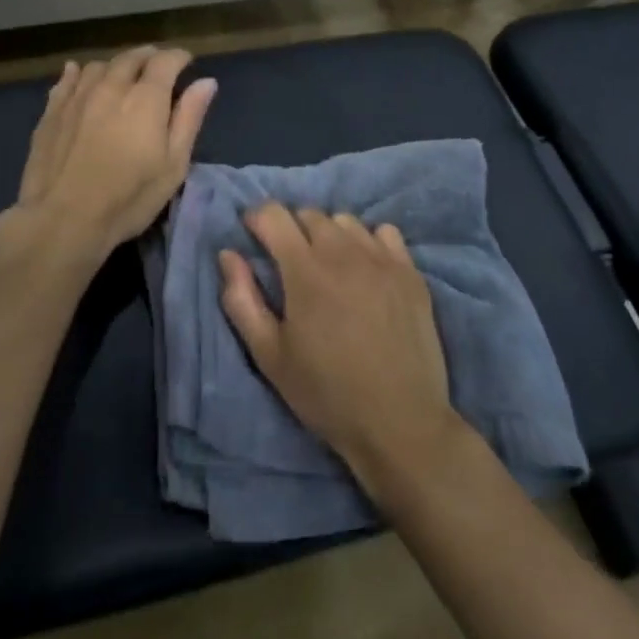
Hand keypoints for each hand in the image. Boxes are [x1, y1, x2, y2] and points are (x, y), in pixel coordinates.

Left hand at [8, 47, 216, 271]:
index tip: (186, 62)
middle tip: (157, 65)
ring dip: (116, 66)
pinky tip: (79, 75)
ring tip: (122, 75)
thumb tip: (206, 82)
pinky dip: (79, 73)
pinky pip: (67, 79)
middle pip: (131, 58)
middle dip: (148, 57)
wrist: (63, 219)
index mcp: (146, 98)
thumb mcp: (173, 165)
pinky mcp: (52, 111)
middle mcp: (111, 86)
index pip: (165, 61)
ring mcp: (77, 96)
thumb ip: (189, 119)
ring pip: (99, 65)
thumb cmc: (128, 198)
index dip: (178, 57)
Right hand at [219, 206, 458, 495]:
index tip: (254, 239)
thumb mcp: (269, 356)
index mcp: (304, 269)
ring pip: (345, 221)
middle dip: (292, 229)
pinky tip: (366, 270)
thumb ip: (241, 300)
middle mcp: (343, 252)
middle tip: (290, 264)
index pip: (273, 214)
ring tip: (329, 267)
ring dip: (329, 234)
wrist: (400, 424)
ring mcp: (382, 259)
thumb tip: (227, 254)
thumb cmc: (326, 393)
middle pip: (309, 214)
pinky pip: (385, 233)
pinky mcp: (411, 272)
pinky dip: (369, 241)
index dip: (257, 221)